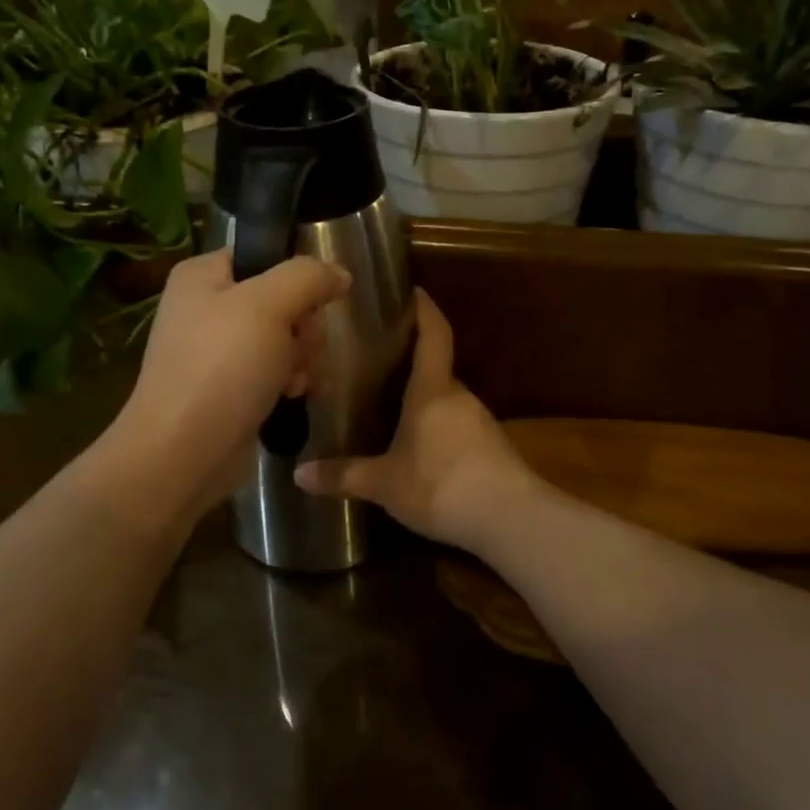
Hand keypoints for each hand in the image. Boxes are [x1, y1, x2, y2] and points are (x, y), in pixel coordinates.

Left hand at [109, 248, 350, 518]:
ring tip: (294, 381)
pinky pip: (276, 370)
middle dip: (304, 328)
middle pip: (283, 299)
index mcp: (204, 276)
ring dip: (302, 358)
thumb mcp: (269, 306)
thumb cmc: (221, 368)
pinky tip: (292, 397)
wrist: (182, 453)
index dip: (297, 277)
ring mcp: (218, 351)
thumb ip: (309, 277)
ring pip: (287, 337)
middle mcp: (208, 307)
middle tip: (298, 349)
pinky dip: (290, 382)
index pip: (265, 255)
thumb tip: (340, 273)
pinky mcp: (231, 387)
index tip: (313, 303)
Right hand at [296, 290, 541, 553]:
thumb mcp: (385, 484)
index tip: (413, 291)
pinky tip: (421, 448)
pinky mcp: (492, 447)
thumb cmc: (441, 485)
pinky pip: (458, 425)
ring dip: (424, 400)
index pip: (434, 334)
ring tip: (391, 408)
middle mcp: (460, 396)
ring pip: (446, 400)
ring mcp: (481, 421)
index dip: (425, 310)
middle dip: (411, 363)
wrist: (510, 518)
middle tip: (377, 364)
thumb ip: (344, 476)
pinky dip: (438, 428)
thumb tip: (298, 474)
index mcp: (433, 390)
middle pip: (436, 368)